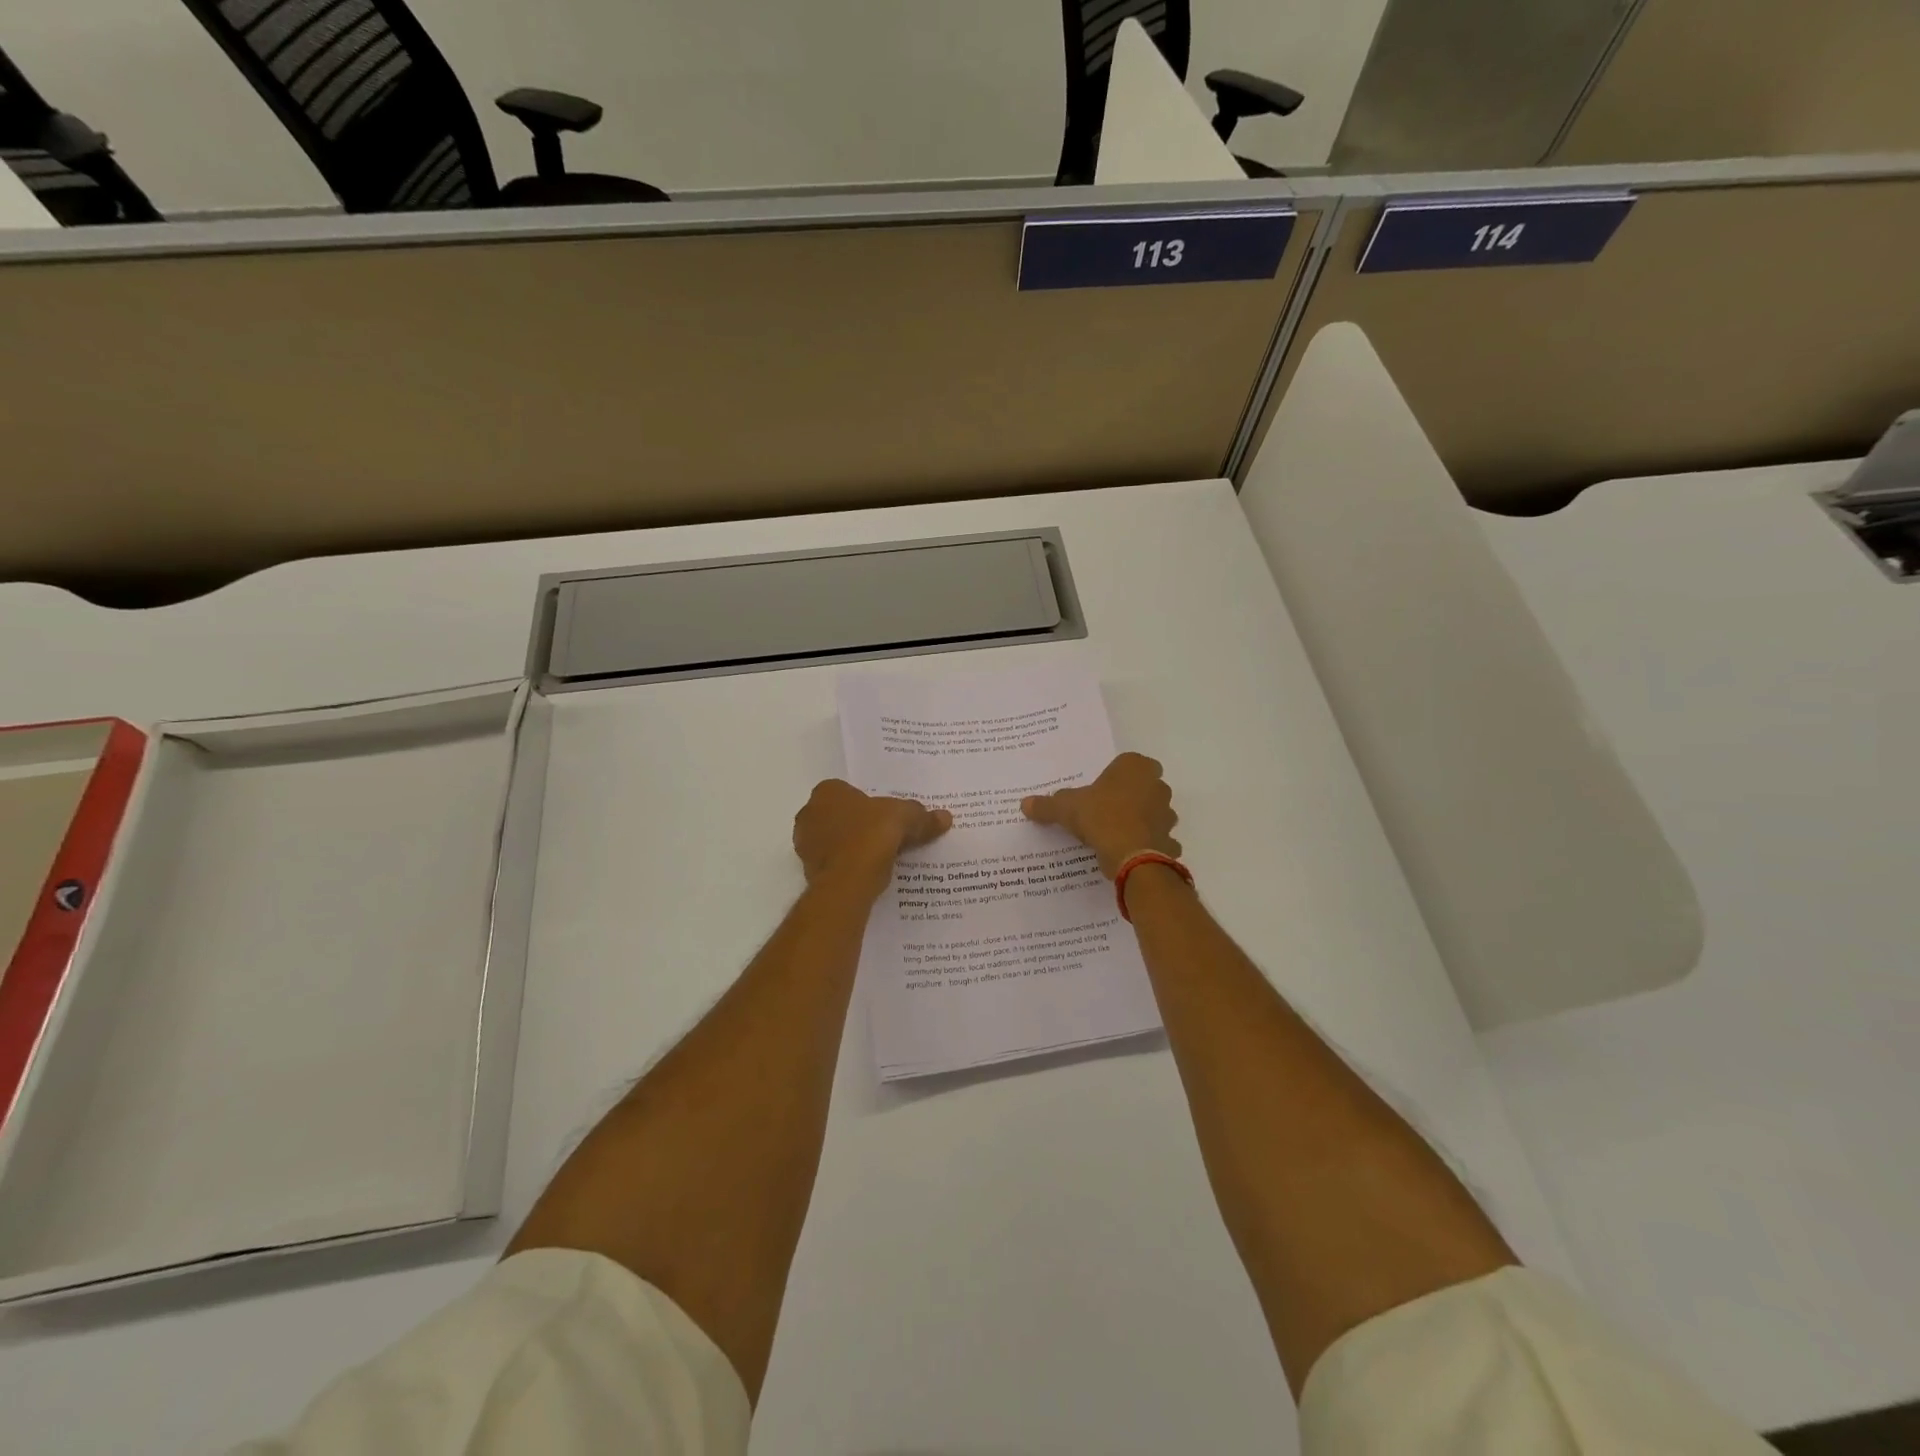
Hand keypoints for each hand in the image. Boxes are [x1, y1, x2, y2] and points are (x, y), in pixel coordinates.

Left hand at [793, 779, 951, 899]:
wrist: (848, 880)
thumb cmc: (871, 835)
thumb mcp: (905, 819)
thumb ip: (922, 817)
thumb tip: (945, 817)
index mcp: (827, 792)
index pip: (847, 790)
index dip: (867, 802)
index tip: (885, 815)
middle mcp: (809, 814)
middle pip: (839, 815)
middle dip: (858, 824)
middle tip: (884, 834)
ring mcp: (805, 845)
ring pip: (834, 840)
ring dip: (852, 846)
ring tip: (880, 856)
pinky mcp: (808, 871)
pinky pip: (833, 863)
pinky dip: (848, 866)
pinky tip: (868, 873)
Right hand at [1021, 752, 1180, 878]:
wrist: (1130, 855)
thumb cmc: (1100, 817)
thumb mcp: (1065, 808)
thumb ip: (1047, 805)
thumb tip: (1024, 804)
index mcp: (1135, 768)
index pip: (1129, 763)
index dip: (1116, 776)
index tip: (1101, 789)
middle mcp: (1157, 786)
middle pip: (1145, 787)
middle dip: (1131, 797)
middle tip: (1106, 810)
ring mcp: (1167, 814)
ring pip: (1155, 813)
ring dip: (1142, 821)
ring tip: (1117, 834)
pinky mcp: (1171, 841)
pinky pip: (1160, 840)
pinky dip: (1149, 846)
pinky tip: (1131, 853)